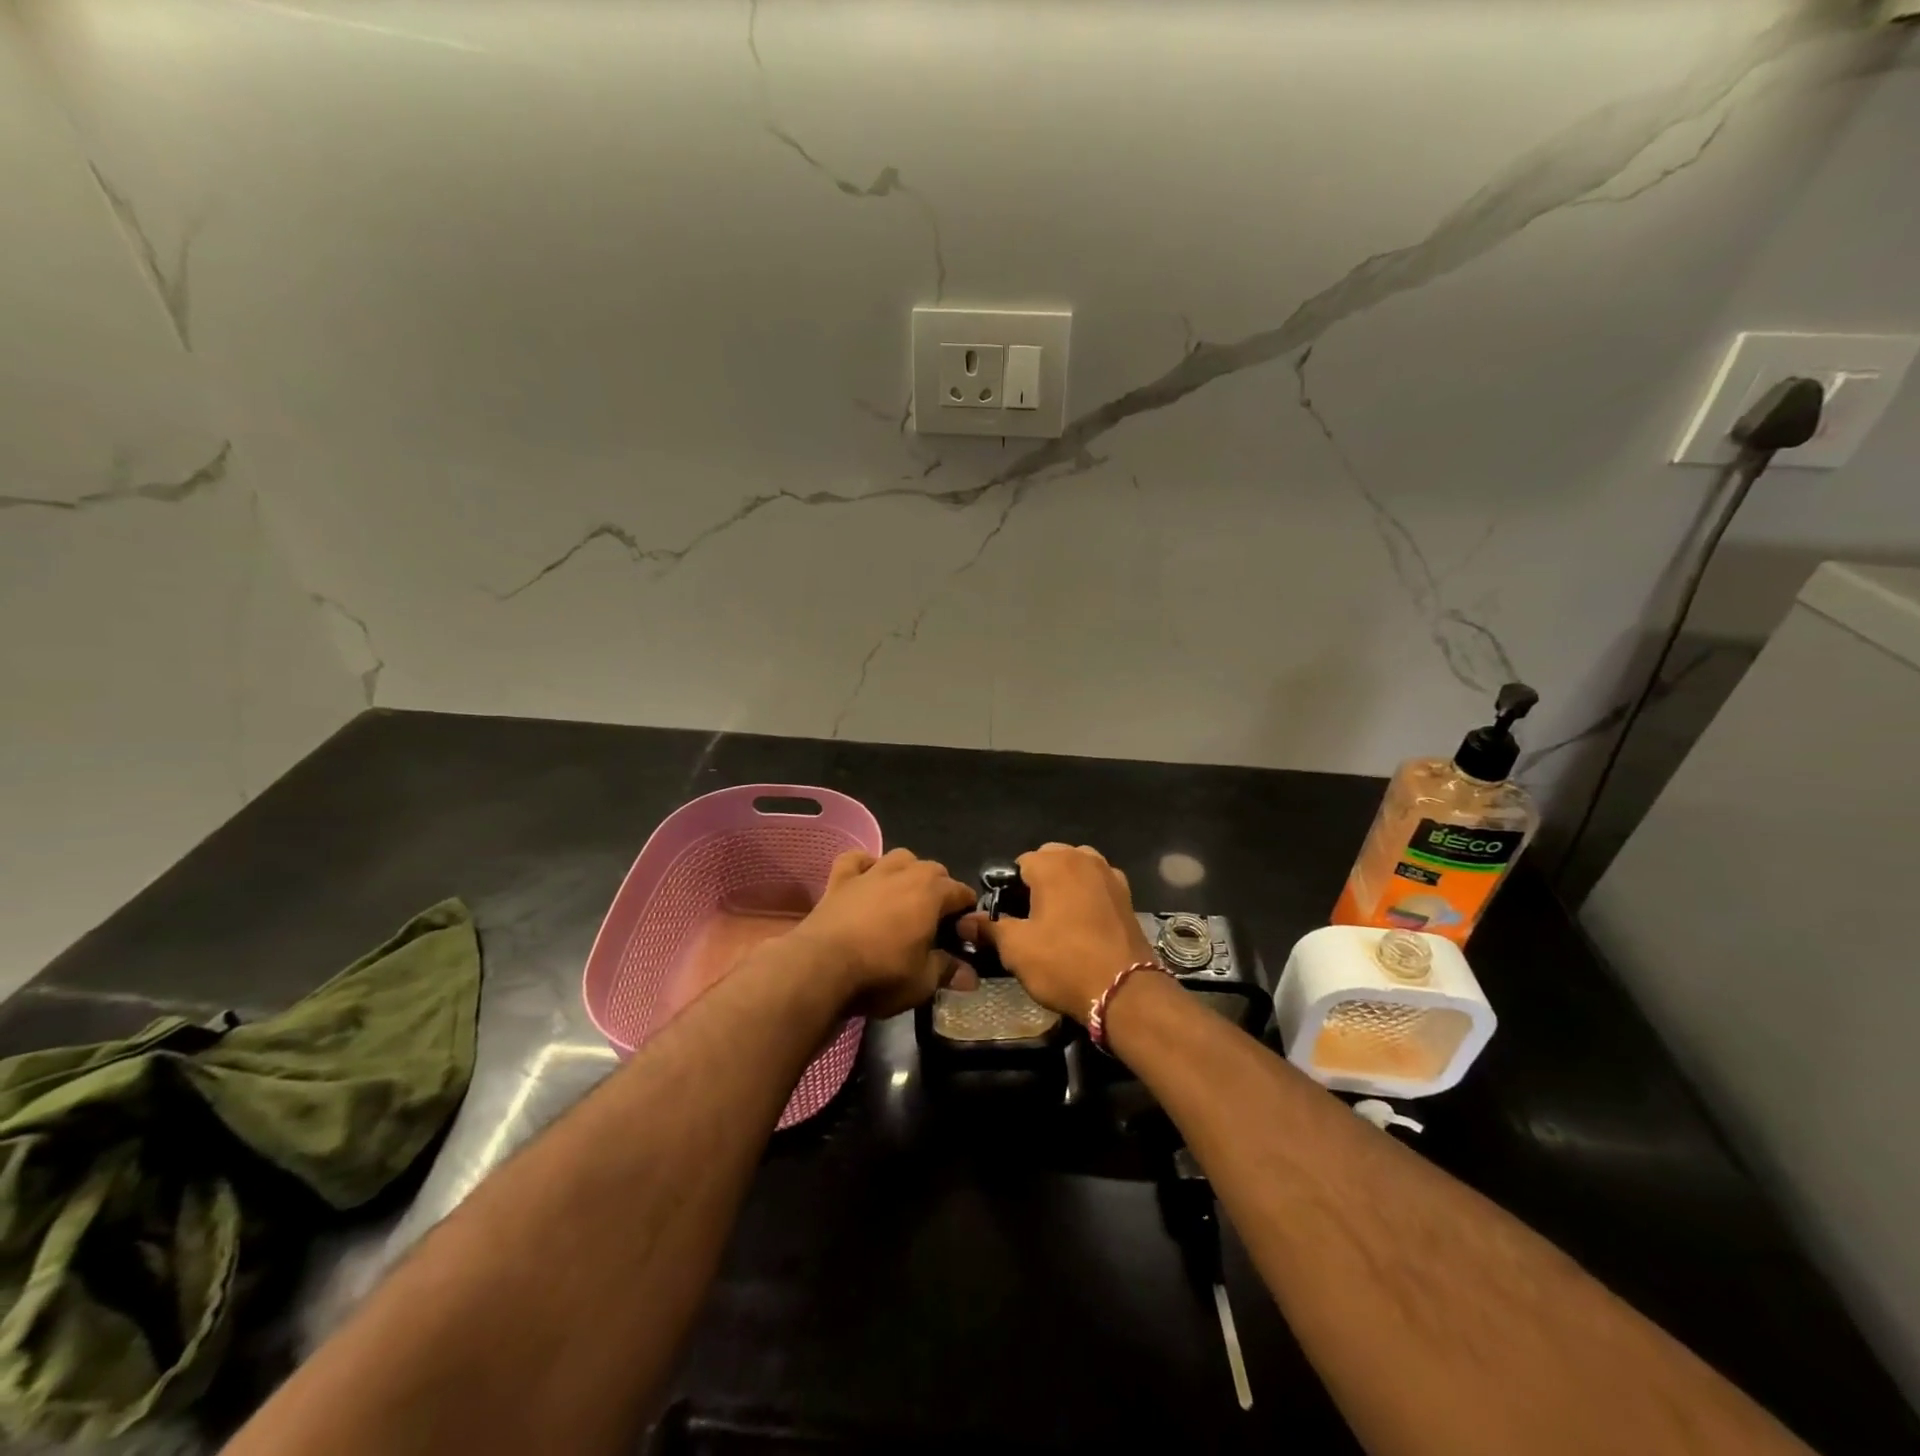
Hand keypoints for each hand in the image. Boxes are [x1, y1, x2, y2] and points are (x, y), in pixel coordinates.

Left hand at [789, 848, 975, 1018]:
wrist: (821, 967)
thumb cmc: (881, 974)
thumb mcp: (922, 981)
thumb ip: (948, 971)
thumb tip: (970, 976)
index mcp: (932, 893)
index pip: (961, 892)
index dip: (966, 912)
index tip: (963, 933)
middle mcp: (905, 873)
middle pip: (933, 869)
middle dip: (940, 889)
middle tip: (935, 920)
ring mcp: (871, 872)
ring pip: (899, 857)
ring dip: (907, 871)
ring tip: (904, 895)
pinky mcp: (840, 879)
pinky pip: (855, 859)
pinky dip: (864, 865)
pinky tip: (865, 879)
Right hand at [957, 844, 1154, 1021]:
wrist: (1125, 991)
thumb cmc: (1063, 963)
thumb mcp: (1016, 949)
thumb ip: (988, 928)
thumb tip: (964, 921)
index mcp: (1053, 863)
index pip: (1018, 864)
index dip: (1008, 890)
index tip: (1007, 917)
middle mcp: (1083, 858)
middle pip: (1049, 860)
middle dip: (1038, 882)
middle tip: (1030, 920)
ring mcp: (1109, 875)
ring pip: (1076, 869)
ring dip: (1064, 885)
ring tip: (1057, 920)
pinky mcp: (1127, 896)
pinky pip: (1098, 885)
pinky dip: (1088, 895)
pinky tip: (1084, 924)